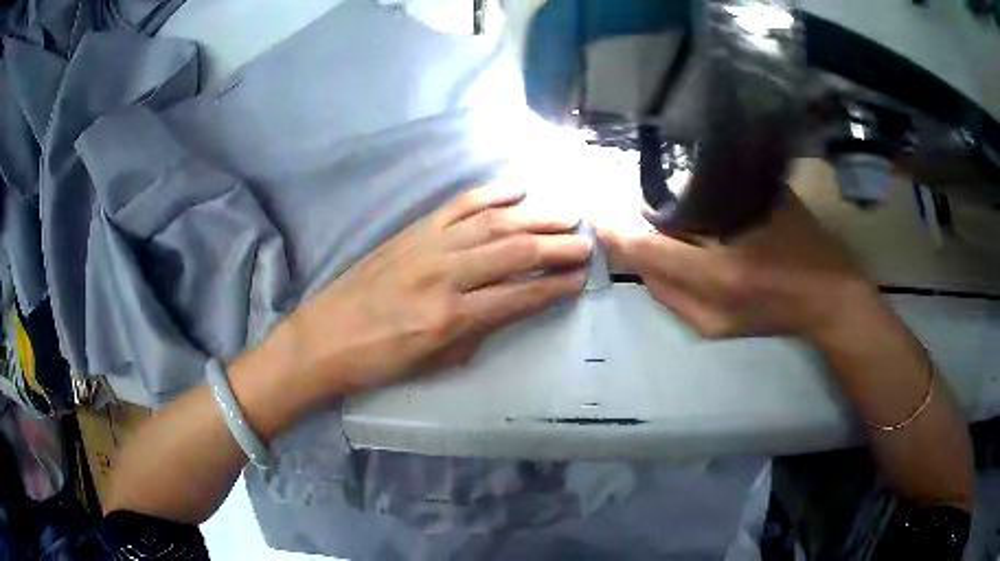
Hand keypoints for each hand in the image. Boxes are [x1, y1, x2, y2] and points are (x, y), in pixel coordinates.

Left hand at [287, 184, 590, 392]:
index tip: (581, 280)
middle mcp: (444, 275)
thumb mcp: (436, 362)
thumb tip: (515, 306)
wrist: (325, 338)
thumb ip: (480, 331)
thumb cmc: (380, 361)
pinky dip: (491, 193)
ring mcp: (427, 246)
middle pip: (513, 252)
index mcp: (451, 318)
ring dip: (535, 216)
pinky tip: (518, 187)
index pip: (517, 297)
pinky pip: (458, 205)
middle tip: (587, 242)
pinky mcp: (412, 231)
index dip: (554, 288)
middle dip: (556, 246)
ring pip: (493, 223)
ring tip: (567, 213)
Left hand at [596, 196, 880, 342]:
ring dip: (641, 256)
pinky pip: (670, 296)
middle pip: (641, 271)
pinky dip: (661, 271)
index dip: (614, 227)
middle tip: (614, 205)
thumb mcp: (767, 208)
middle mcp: (702, 306)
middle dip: (623, 239)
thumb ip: (721, 195)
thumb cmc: (809, 250)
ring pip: (653, 286)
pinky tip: (665, 246)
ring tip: (634, 220)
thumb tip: (682, 179)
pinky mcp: (709, 331)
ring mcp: (704, 325)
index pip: (645, 249)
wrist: (830, 306)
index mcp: (718, 274)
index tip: (594, 202)